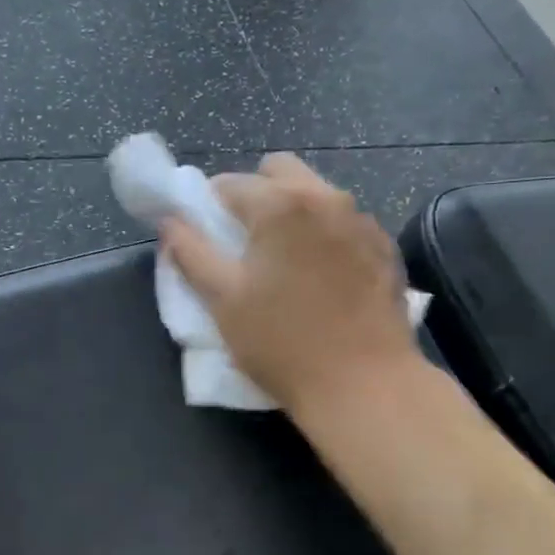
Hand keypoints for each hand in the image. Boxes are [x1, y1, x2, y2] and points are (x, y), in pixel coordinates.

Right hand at [161, 154, 420, 418]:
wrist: (364, 384)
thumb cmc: (282, 342)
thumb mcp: (223, 299)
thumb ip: (191, 252)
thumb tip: (170, 222)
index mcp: (280, 205)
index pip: (229, 183)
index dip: (209, 205)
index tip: (206, 235)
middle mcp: (325, 198)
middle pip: (279, 171)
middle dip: (255, 193)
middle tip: (244, 239)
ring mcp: (361, 220)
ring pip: (316, 193)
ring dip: (292, 210)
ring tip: (284, 258)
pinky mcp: (384, 247)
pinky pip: (344, 221)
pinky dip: (325, 233)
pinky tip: (321, 274)